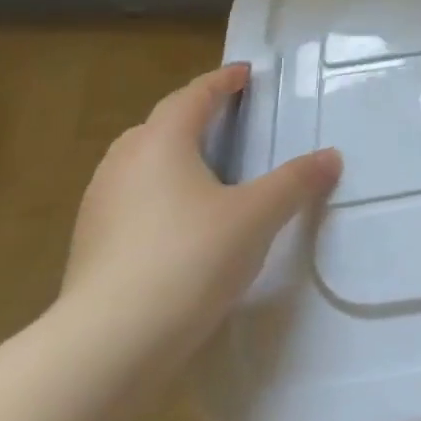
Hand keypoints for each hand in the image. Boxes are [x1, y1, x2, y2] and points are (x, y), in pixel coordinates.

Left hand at [58, 63, 341, 379]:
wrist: (108, 345)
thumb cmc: (189, 258)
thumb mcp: (258, 215)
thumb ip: (296, 181)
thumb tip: (331, 156)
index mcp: (161, 143)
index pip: (193, 96)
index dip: (222, 82)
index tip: (245, 74)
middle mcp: (123, 165)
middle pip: (158, 126)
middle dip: (191, 116)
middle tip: (226, 119)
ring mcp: (99, 208)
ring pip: (138, 164)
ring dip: (172, 157)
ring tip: (206, 171)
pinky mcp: (90, 248)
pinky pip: (130, 201)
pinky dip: (158, 194)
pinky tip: (181, 222)